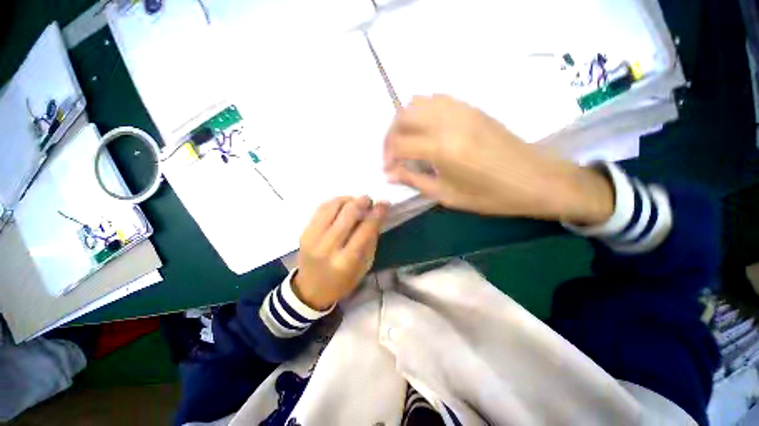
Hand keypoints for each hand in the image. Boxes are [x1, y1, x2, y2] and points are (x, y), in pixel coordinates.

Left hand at [294, 196, 388, 310]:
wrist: (310, 289)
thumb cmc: (343, 281)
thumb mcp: (364, 266)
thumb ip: (370, 241)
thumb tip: (376, 217)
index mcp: (346, 261)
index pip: (364, 231)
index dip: (376, 214)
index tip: (384, 204)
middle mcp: (328, 248)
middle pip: (347, 215)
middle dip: (361, 202)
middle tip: (369, 200)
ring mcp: (313, 238)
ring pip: (332, 207)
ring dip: (347, 199)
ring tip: (355, 201)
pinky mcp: (304, 232)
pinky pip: (320, 209)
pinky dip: (334, 202)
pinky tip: (342, 204)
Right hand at [384, 95, 612, 224]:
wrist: (535, 180)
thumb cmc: (490, 196)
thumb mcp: (447, 195)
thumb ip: (415, 180)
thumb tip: (390, 174)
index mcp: (442, 148)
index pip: (400, 143)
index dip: (388, 157)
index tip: (388, 170)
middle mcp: (448, 121)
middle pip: (403, 116)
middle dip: (390, 135)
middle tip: (392, 154)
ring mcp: (461, 110)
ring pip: (418, 102)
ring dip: (404, 121)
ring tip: (406, 141)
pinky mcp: (471, 107)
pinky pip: (437, 100)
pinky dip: (422, 111)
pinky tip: (425, 129)